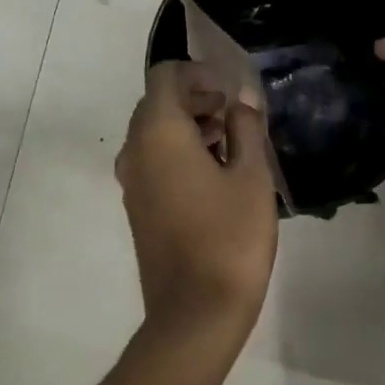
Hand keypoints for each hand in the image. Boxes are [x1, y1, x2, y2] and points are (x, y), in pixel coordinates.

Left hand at [116, 61, 278, 334]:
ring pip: (153, 134)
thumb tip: (241, 102)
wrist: (196, 311)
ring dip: (187, 126)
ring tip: (230, 143)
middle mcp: (135, 150)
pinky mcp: (137, 207)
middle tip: (234, 115)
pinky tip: (214, 174)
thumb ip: (246, 128)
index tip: (230, 92)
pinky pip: (152, 161)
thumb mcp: (253, 177)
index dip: (199, 73)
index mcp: (159, 133)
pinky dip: (177, 152)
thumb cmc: (231, 238)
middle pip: (157, 103)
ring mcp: (131, 182)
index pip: (166, 76)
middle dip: (195, 98)